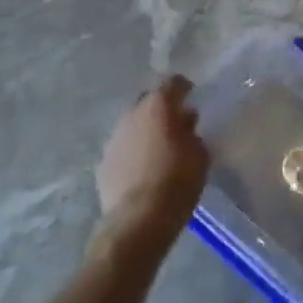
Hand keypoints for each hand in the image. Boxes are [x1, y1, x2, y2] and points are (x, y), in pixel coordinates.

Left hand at [97, 76, 209, 235]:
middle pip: (148, 101)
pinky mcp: (103, 163)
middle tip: (176, 123)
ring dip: (145, 131)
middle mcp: (132, 115)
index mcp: (158, 106)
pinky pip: (123, 148)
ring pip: (132, 125)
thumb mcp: (200, 154)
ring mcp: (114, 139)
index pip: (173, 83)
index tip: (192, 96)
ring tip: (159, 148)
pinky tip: (144, 169)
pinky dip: (133, 152)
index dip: (184, 88)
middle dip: (161, 108)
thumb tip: (184, 122)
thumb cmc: (178, 180)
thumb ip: (191, 132)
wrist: (139, 219)